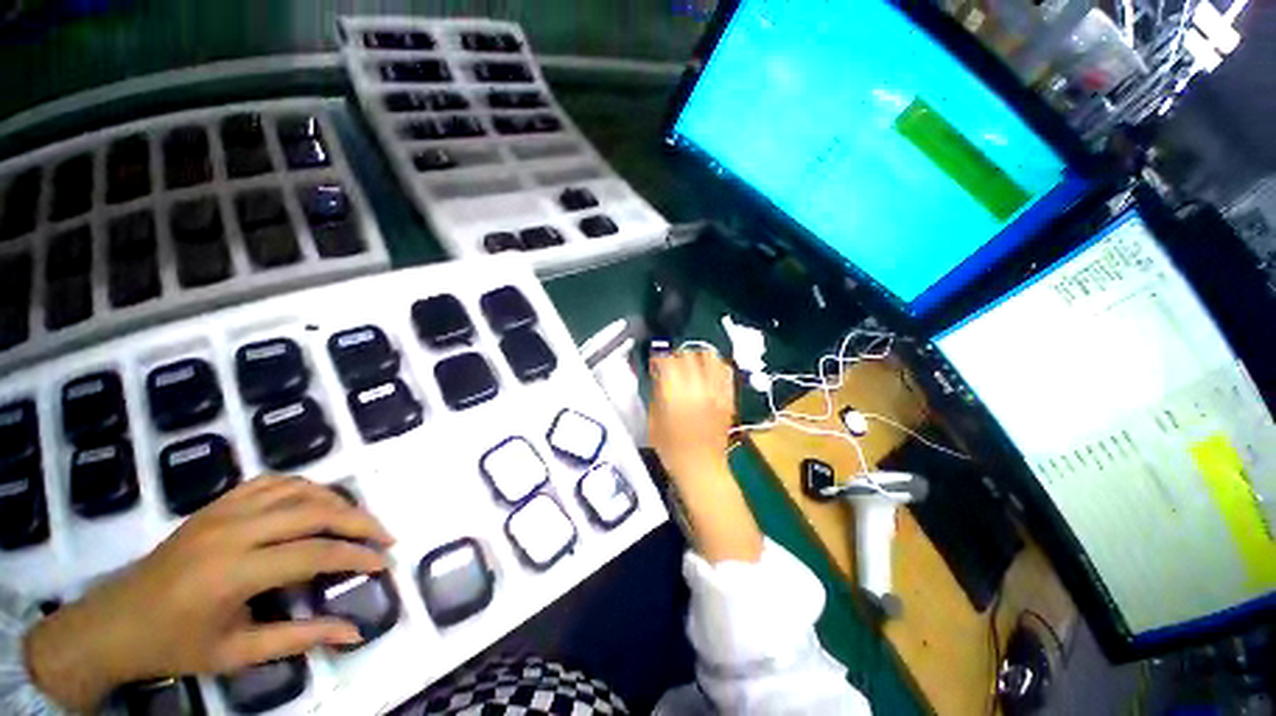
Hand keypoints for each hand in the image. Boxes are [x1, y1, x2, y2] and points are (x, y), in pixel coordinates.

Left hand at [23, 476, 393, 711]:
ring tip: (356, 520)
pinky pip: (273, 481)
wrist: (114, 621)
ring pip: (298, 488)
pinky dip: (305, 487)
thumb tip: (355, 632)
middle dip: (360, 521)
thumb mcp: (237, 653)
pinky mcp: (216, 504)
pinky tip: (316, 502)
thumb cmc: (175, 646)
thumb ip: (300, 638)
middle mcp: (232, 531)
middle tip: (385, 536)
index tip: (385, 563)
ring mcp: (222, 511)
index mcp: (233, 572)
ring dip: (337, 500)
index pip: (314, 553)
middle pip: (315, 511)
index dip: (357, 556)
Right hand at [649, 349, 762, 562]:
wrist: (702, 468)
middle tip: (671, 365)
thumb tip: (659, 375)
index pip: (667, 362)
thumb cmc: (671, 448)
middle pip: (688, 355)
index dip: (659, 359)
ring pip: (710, 357)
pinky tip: (708, 373)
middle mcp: (698, 387)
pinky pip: (726, 371)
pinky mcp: (728, 397)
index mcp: (676, 394)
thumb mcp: (654, 420)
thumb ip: (656, 393)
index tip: (655, 364)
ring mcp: (716, 391)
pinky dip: (716, 366)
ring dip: (697, 356)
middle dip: (676, 356)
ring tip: (690, 365)